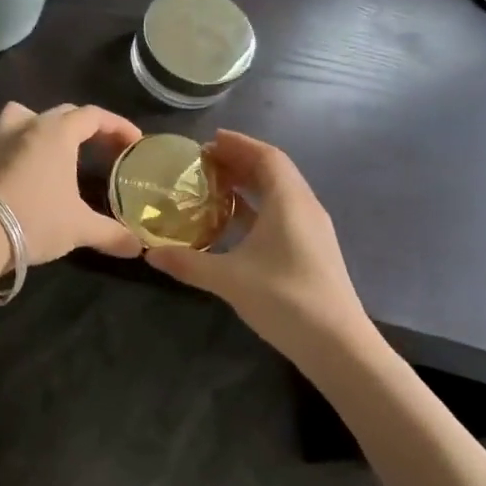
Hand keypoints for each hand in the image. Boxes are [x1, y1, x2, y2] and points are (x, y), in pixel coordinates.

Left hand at [0, 102, 143, 263]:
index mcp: (57, 133)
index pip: (93, 116)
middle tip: (103, 148)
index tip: (134, 142)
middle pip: (63, 114)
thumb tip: (138, 247)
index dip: (118, 126)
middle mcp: (28, 125)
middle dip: (87, 127)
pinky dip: (20, 144)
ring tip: (56, 148)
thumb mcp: (80, 228)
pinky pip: (5, 137)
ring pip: (26, 115)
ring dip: (45, 125)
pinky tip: (25, 168)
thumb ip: (112, 234)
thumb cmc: (36, 220)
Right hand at [145, 130, 368, 358]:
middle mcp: (305, 208)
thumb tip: (148, 253)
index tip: (208, 141)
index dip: (238, 145)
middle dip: (240, 162)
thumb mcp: (229, 279)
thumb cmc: (285, 300)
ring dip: (249, 185)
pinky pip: (282, 215)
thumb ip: (187, 263)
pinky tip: (234, 223)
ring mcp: (311, 231)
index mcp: (290, 202)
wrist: (337, 345)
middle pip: (274, 172)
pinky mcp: (311, 251)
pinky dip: (257, 208)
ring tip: (214, 186)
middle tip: (204, 162)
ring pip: (279, 194)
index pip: (267, 157)